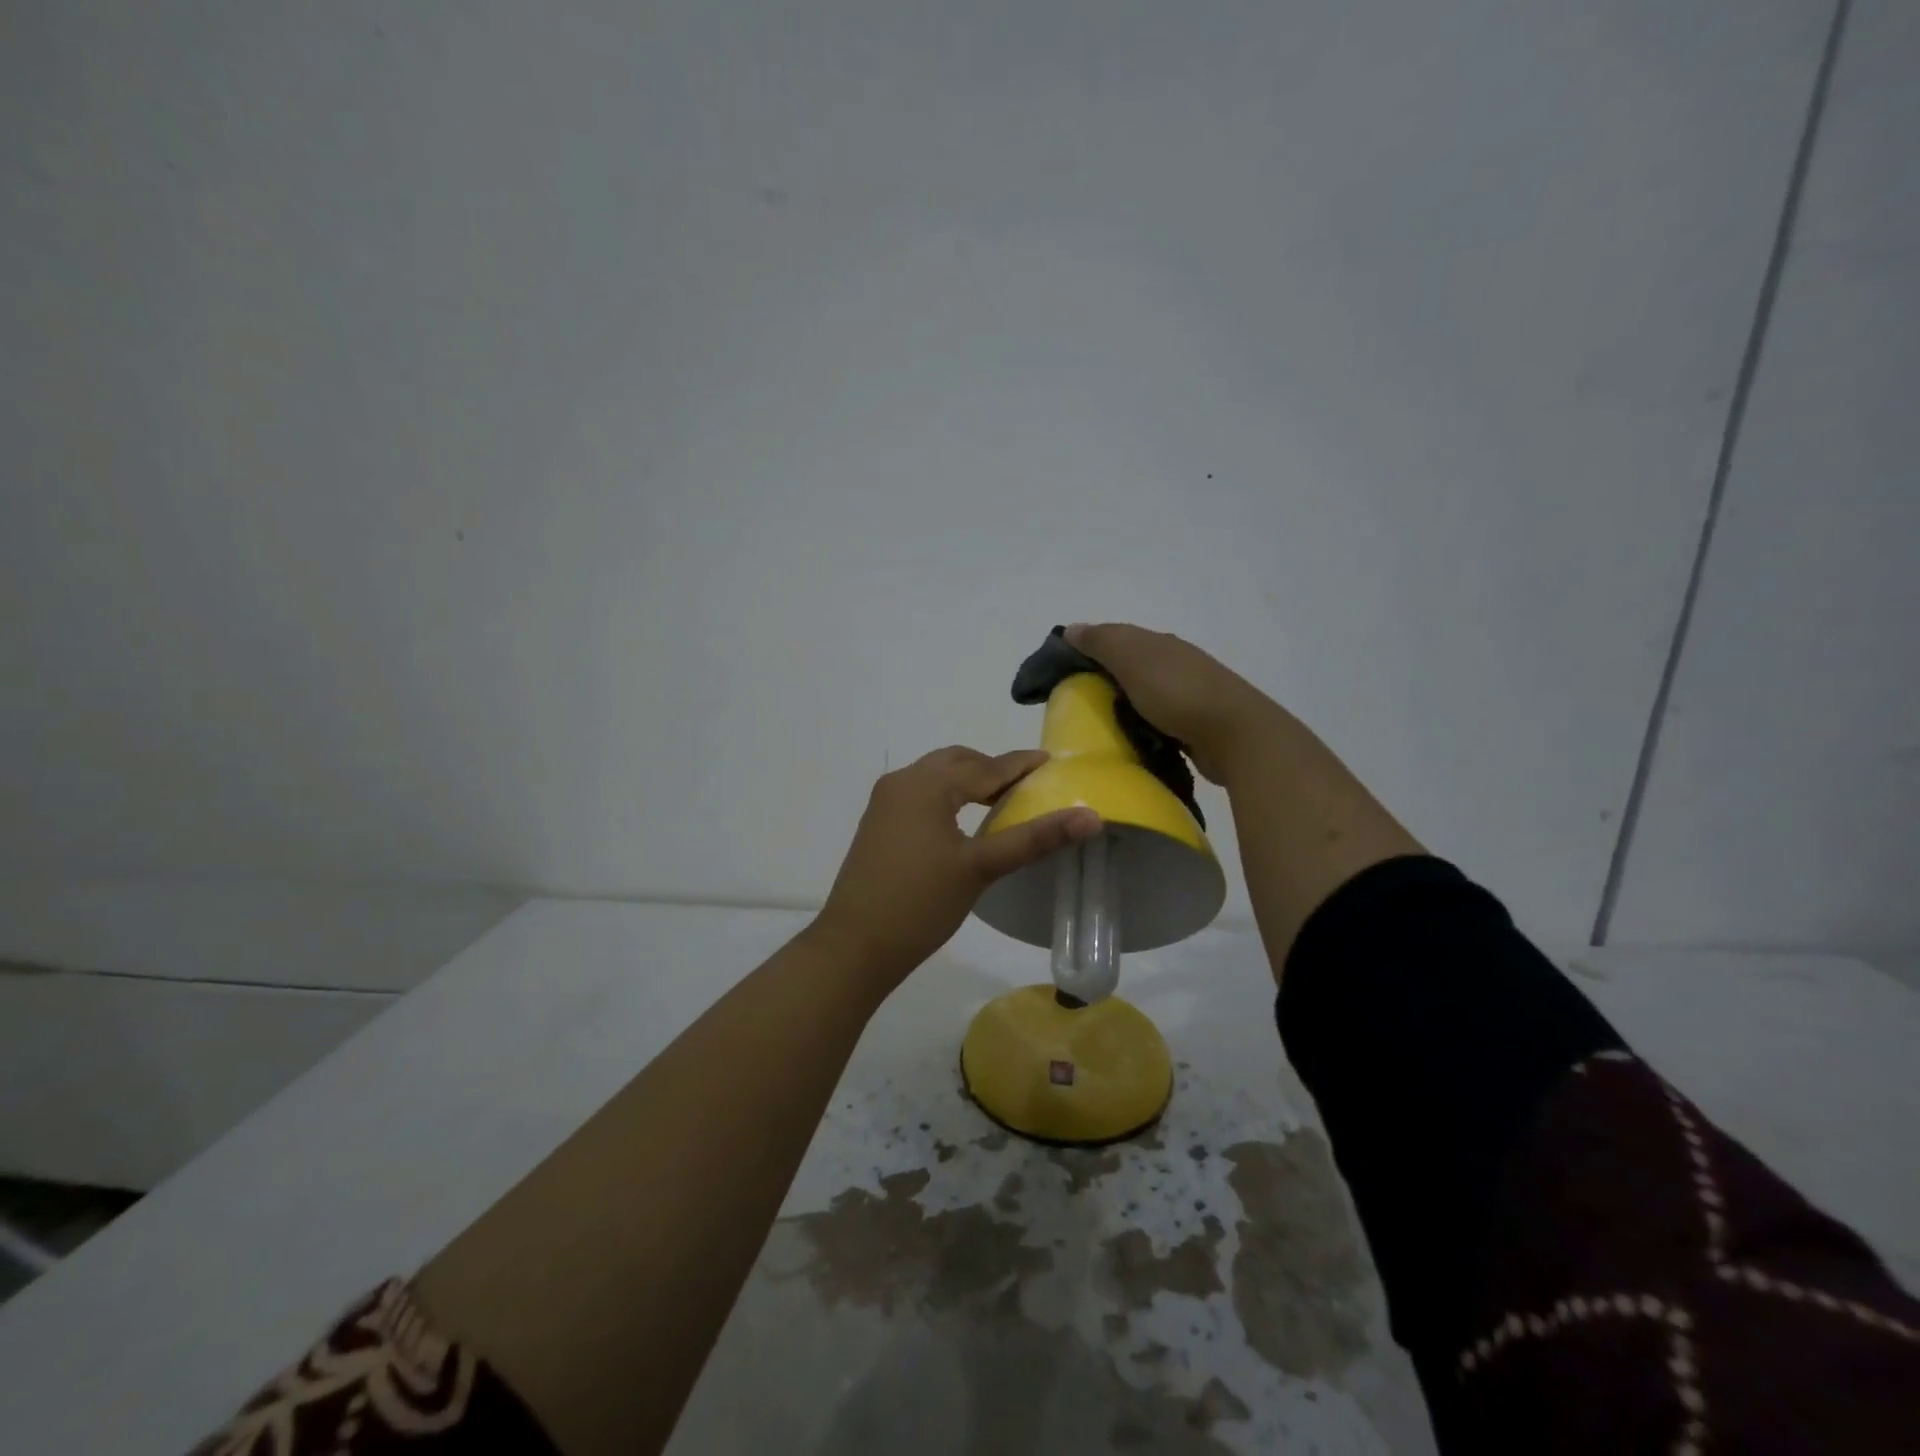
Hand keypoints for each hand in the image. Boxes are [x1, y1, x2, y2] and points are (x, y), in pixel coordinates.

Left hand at [809, 746, 1101, 988]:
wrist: (854, 946)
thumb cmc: (920, 903)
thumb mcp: (981, 868)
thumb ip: (1034, 838)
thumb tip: (1091, 817)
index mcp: (926, 784)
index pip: (985, 767)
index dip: (1020, 765)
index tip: (1050, 761)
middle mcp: (902, 782)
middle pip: (957, 762)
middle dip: (992, 769)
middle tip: (1027, 785)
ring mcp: (885, 802)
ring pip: (936, 776)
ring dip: (968, 780)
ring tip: (1001, 801)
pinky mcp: (878, 823)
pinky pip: (920, 793)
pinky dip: (948, 795)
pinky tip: (963, 820)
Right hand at [1064, 623, 1278, 784]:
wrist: (1235, 734)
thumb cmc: (1177, 692)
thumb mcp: (1132, 659)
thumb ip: (1102, 642)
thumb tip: (1071, 628)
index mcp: (1158, 643)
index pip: (1115, 638)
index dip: (1088, 649)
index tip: (1062, 672)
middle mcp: (1174, 662)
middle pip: (1130, 664)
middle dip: (1104, 677)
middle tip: (1075, 702)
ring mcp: (1188, 693)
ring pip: (1144, 692)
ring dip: (1124, 702)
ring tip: (1099, 723)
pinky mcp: (1195, 723)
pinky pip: (1158, 718)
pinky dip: (1142, 723)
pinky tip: (1131, 737)